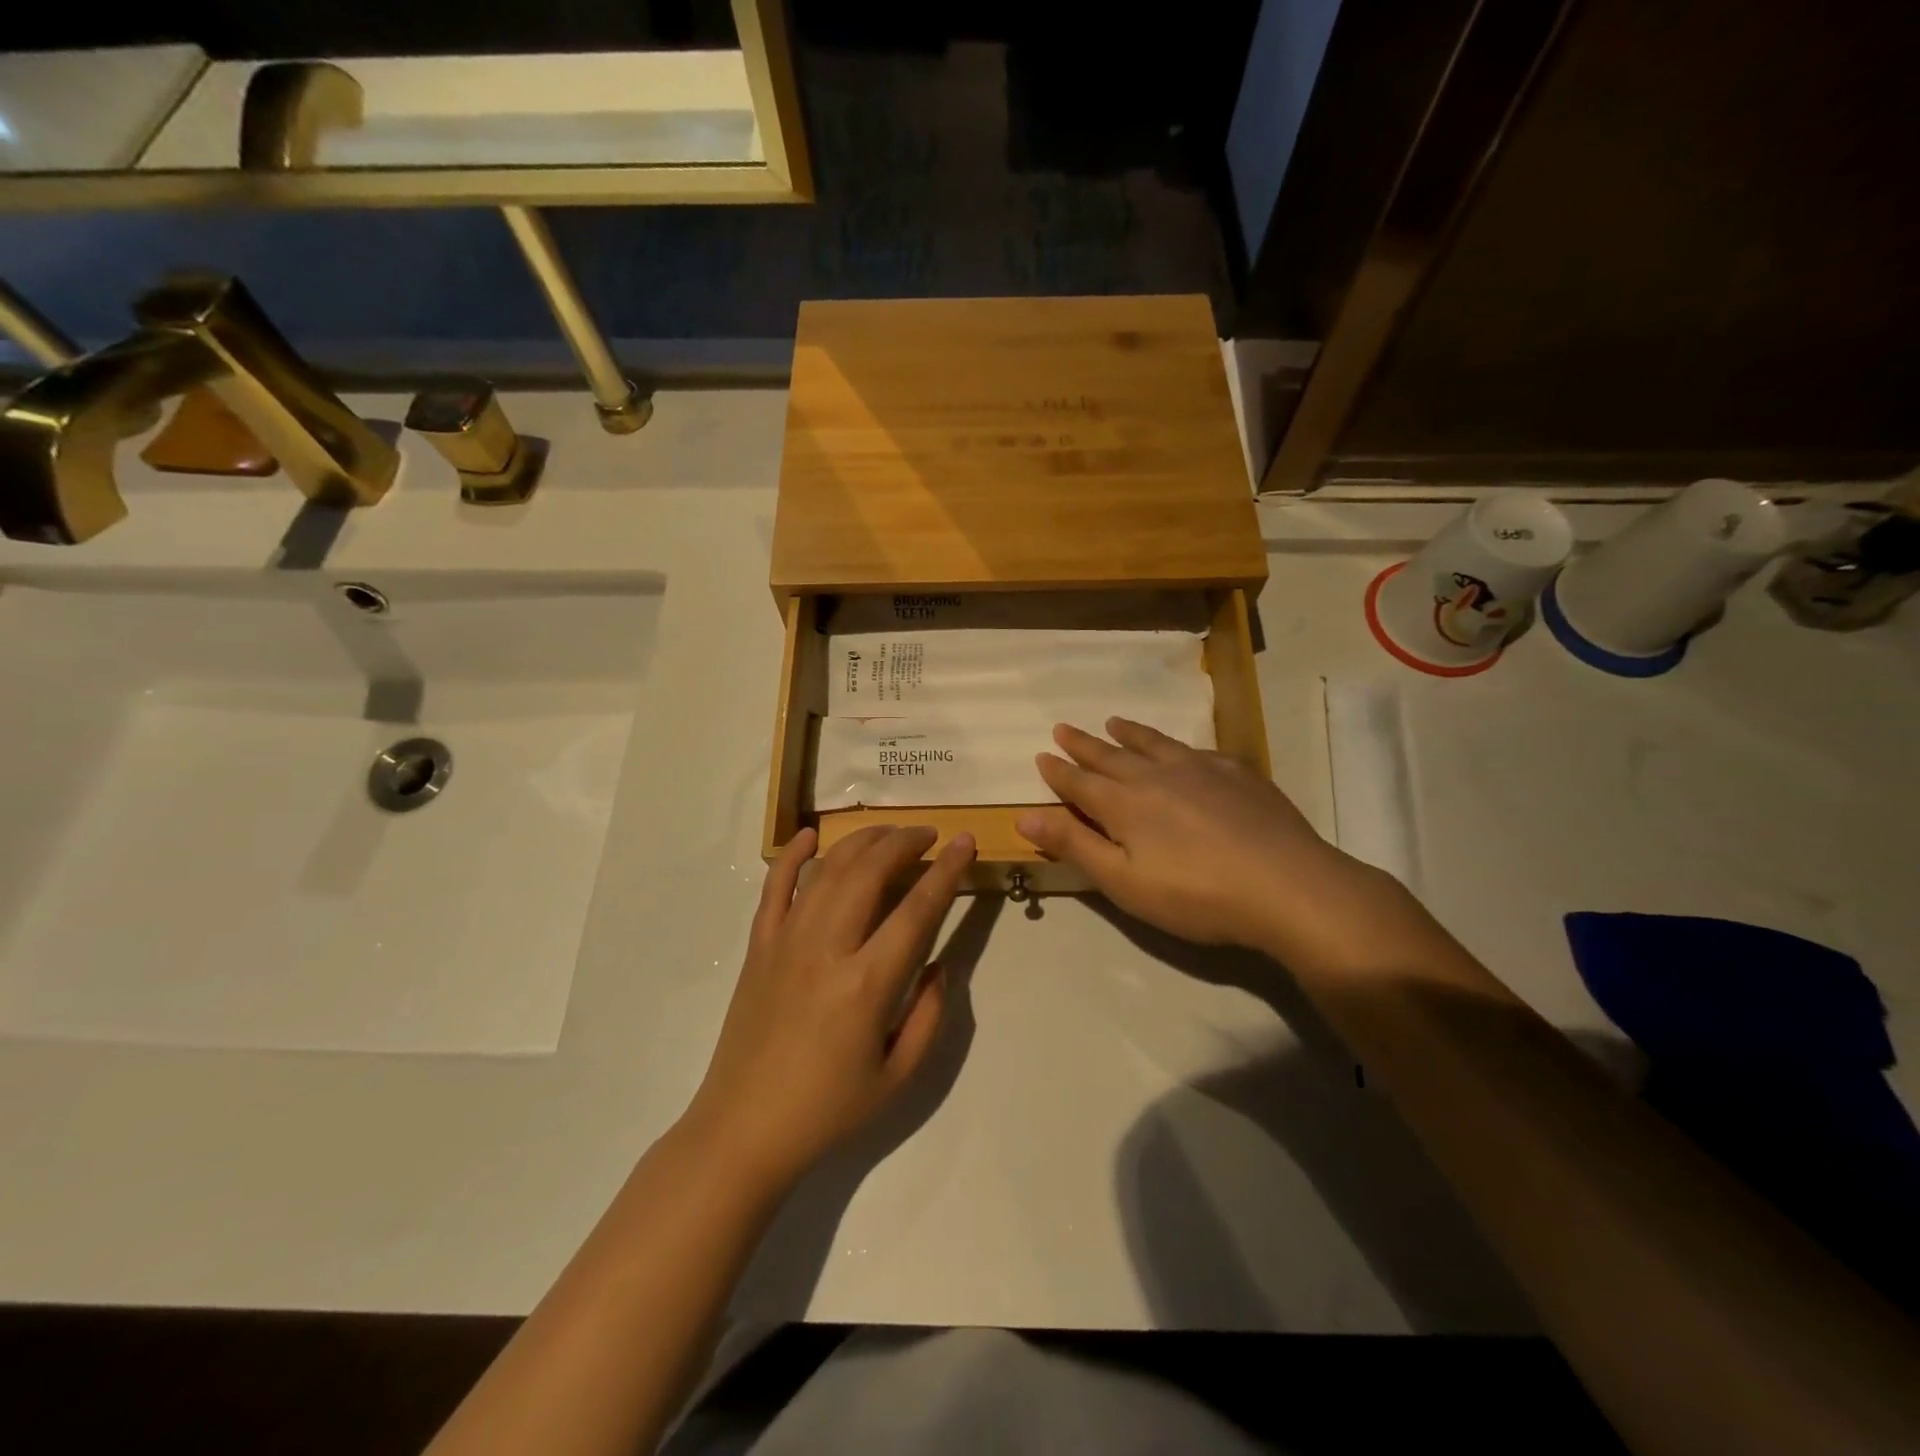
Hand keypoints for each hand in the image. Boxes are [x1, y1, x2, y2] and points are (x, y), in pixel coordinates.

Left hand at [684, 825, 975, 1191]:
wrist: (743, 1130)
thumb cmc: (828, 1110)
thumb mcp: (899, 1077)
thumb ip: (929, 1015)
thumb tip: (939, 965)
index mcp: (867, 984)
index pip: (917, 909)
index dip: (947, 870)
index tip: (965, 841)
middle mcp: (826, 948)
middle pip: (869, 871)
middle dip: (904, 842)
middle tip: (928, 835)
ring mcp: (786, 941)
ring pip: (827, 869)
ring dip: (861, 841)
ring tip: (888, 834)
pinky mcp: (758, 946)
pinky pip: (774, 887)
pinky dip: (792, 855)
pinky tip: (809, 835)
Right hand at [1016, 718, 1433, 972]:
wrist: (1286, 886)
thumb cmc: (1195, 895)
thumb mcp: (1123, 882)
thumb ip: (1074, 845)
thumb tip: (1024, 817)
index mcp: (1123, 803)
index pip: (1079, 782)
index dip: (1058, 771)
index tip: (1042, 755)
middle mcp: (1156, 776)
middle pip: (1110, 755)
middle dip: (1083, 744)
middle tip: (1063, 728)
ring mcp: (1199, 769)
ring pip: (1153, 743)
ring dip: (1128, 733)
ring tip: (1113, 721)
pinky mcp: (1237, 773)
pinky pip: (1195, 750)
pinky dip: (1176, 745)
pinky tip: (1182, 749)